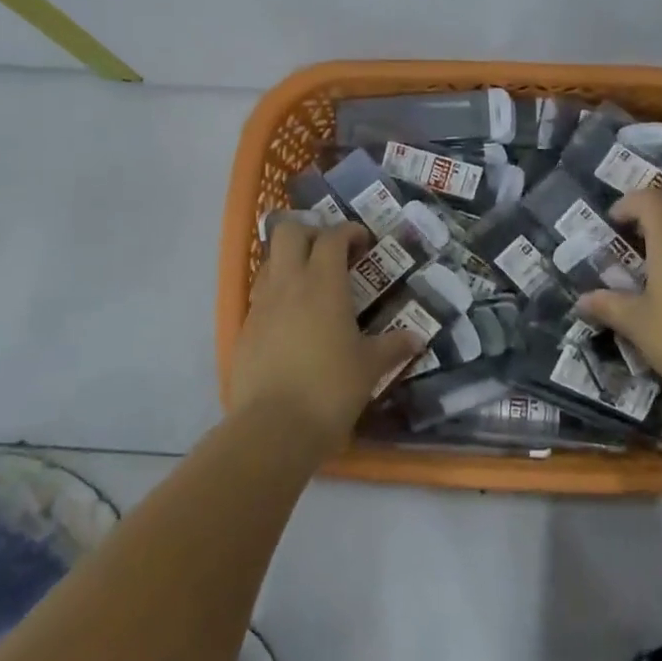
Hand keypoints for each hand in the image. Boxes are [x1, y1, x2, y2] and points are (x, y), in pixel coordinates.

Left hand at [228, 222, 422, 455]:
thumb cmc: (330, 389)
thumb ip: (393, 347)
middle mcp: (288, 284)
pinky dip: (277, 294)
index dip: (349, 231)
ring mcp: (262, 304)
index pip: (333, 237)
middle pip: (289, 231)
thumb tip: (416, 338)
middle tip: (331, 253)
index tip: (363, 242)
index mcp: (323, 284)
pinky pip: (261, 295)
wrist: (273, 428)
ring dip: (290, 260)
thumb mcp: (369, 368)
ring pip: (271, 261)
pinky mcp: (245, 328)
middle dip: (311, 232)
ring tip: (311, 284)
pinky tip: (292, 320)